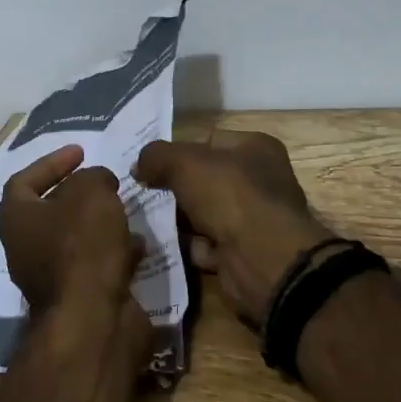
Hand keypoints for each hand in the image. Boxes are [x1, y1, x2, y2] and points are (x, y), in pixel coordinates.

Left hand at [0, 144, 142, 315]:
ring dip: (101, 224)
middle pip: (51, 211)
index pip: (24, 180)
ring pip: (76, 240)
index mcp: (16, 219)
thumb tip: (98, 183)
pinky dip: (115, 253)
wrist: (92, 320)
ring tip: (127, 210)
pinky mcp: (78, 298)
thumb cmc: (82, 246)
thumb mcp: (91, 192)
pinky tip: (138, 245)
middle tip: (107, 183)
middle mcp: (25, 247)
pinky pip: (95, 266)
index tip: (81, 152)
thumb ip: (94, 177)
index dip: (51, 162)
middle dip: (80, 195)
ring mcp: (50, 277)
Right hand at [132, 130, 336, 329]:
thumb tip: (138, 166)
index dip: (178, 151)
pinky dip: (186, 246)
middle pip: (206, 179)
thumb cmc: (230, 196)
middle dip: (174, 187)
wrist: (262, 260)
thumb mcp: (185, 163)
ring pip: (204, 213)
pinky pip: (205, 245)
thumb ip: (156, 156)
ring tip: (144, 218)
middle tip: (141, 192)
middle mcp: (259, 181)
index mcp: (256, 149)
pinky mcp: (242, 253)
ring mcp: (252, 220)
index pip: (209, 141)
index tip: (149, 165)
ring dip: (178, 219)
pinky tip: (162, 245)